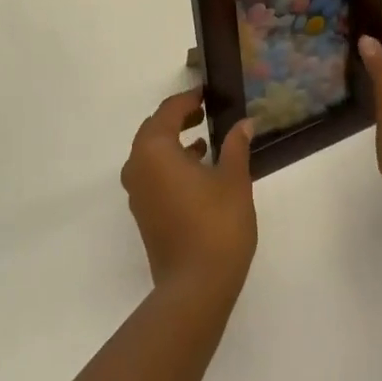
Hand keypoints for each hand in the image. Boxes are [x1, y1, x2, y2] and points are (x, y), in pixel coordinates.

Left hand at [120, 89, 256, 300]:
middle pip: (154, 130)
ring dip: (175, 143)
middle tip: (204, 112)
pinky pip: (153, 174)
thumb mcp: (234, 180)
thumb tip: (244, 123)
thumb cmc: (216, 225)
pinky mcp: (143, 212)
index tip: (207, 93)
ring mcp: (137, 192)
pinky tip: (199, 170)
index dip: (188, 99)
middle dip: (178, 119)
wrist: (196, 287)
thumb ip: (236, 146)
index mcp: (154, 149)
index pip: (168, 112)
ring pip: (152, 154)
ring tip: (205, 140)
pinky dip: (171, 164)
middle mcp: (137, 166)